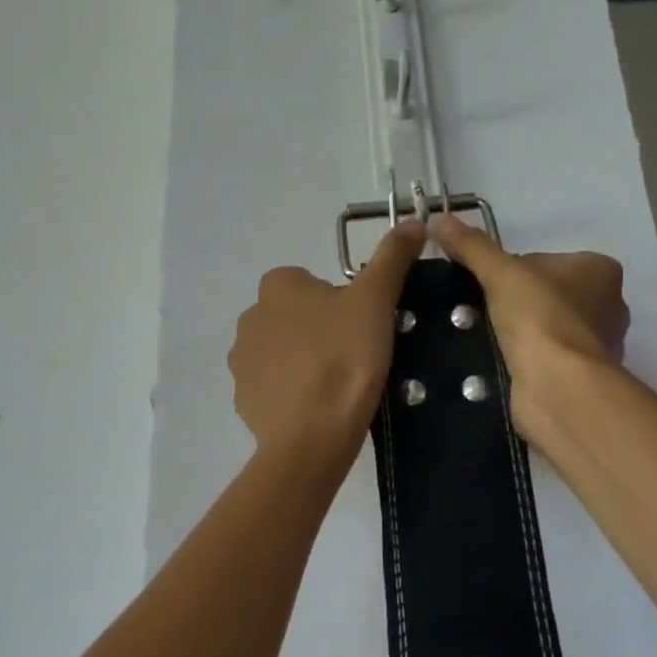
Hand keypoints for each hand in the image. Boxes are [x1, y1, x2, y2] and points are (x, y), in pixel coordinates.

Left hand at [228, 223, 426, 453]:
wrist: (312, 436)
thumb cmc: (345, 359)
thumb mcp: (376, 301)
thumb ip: (392, 258)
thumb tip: (414, 221)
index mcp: (277, 286)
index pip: (315, 284)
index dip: (344, 303)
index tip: (364, 329)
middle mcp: (250, 317)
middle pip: (298, 317)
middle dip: (323, 332)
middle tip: (356, 357)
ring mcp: (242, 361)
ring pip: (284, 352)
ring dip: (306, 362)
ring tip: (339, 387)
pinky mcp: (243, 399)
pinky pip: (274, 387)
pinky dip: (293, 394)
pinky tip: (318, 410)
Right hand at [433, 213, 626, 433]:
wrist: (558, 386)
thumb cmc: (540, 317)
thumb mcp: (499, 272)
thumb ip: (471, 246)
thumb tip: (439, 219)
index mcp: (600, 270)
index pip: (545, 260)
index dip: (512, 270)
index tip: (488, 285)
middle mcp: (609, 305)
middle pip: (545, 293)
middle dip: (515, 302)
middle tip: (481, 311)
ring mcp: (598, 344)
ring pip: (545, 326)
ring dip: (518, 332)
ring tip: (485, 338)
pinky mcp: (582, 376)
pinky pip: (546, 357)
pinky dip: (525, 359)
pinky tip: (501, 363)